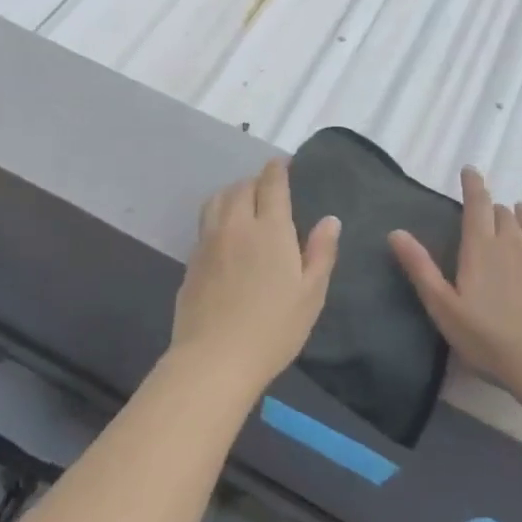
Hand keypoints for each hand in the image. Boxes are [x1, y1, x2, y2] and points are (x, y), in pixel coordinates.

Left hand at [172, 160, 340, 392]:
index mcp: (270, 229)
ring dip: (232, 192)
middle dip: (255, 181)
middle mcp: (236, 225)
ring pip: (217, 200)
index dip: (277, 169)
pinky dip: (217, 215)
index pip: (271, 184)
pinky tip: (225, 233)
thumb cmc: (273, 328)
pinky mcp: (191, 260)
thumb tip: (330, 219)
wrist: (214, 358)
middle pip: (241, 187)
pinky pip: (205, 223)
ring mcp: (208, 241)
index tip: (282, 163)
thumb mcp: (310, 294)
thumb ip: (320, 252)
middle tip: (267, 188)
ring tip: (242, 201)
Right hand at [389, 168, 521, 401]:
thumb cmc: (490, 340)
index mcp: (481, 248)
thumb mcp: (443, 308)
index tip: (470, 170)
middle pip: (504, 213)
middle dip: (495, 209)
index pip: (477, 204)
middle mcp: (514, 243)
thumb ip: (420, 268)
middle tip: (488, 215)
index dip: (473, 185)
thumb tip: (395, 232)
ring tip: (520, 215)